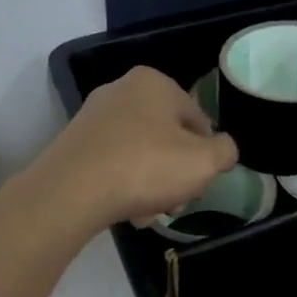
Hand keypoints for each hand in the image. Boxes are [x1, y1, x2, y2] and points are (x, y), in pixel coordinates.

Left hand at [36, 66, 238, 229]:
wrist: (71, 191)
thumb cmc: (146, 167)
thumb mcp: (204, 162)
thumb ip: (225, 152)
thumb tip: (222, 150)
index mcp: (155, 83)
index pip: (198, 120)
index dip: (206, 156)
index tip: (199, 184)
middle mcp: (121, 91)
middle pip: (167, 138)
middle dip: (175, 175)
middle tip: (174, 204)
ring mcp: (94, 117)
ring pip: (140, 155)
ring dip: (151, 186)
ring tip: (147, 214)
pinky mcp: (74, 144)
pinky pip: (113, 164)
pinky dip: (123, 186)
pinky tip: (125, 211)